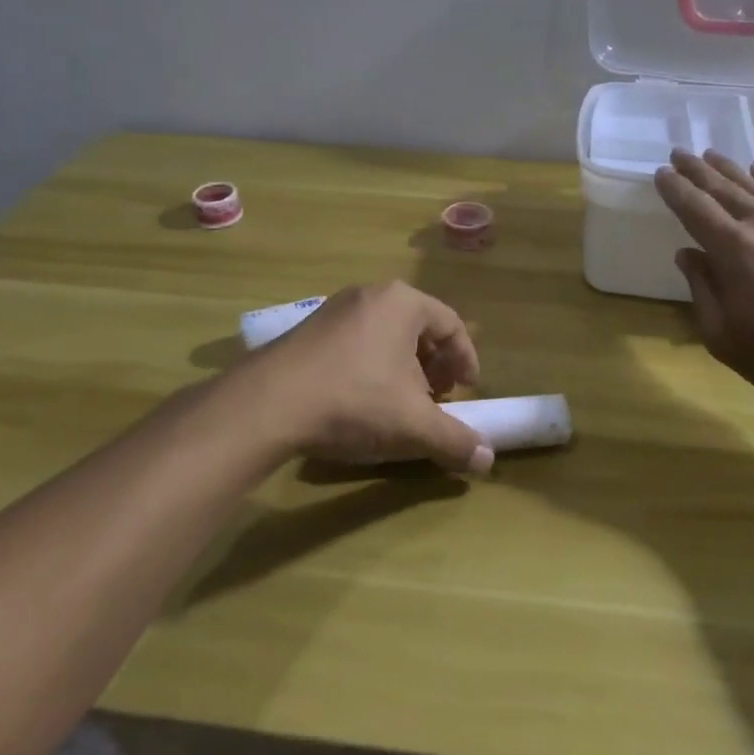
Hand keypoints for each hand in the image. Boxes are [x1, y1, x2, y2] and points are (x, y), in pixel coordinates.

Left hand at [240, 281, 493, 474]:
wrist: (266, 405)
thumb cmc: (354, 400)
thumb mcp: (413, 425)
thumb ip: (455, 440)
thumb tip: (488, 459)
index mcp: (402, 302)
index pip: (451, 324)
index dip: (465, 359)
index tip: (467, 390)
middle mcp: (370, 295)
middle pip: (418, 328)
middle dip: (433, 366)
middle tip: (436, 399)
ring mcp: (334, 309)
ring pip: (385, 336)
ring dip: (402, 369)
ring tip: (400, 405)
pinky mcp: (306, 330)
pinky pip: (355, 343)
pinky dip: (370, 368)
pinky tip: (360, 402)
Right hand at [653, 150, 753, 412]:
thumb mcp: (725, 338)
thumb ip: (702, 290)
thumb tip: (687, 255)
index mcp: (733, 250)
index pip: (694, 207)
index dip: (674, 188)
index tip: (661, 174)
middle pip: (722, 188)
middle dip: (696, 170)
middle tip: (679, 153)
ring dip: (729, 168)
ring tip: (710, 155)